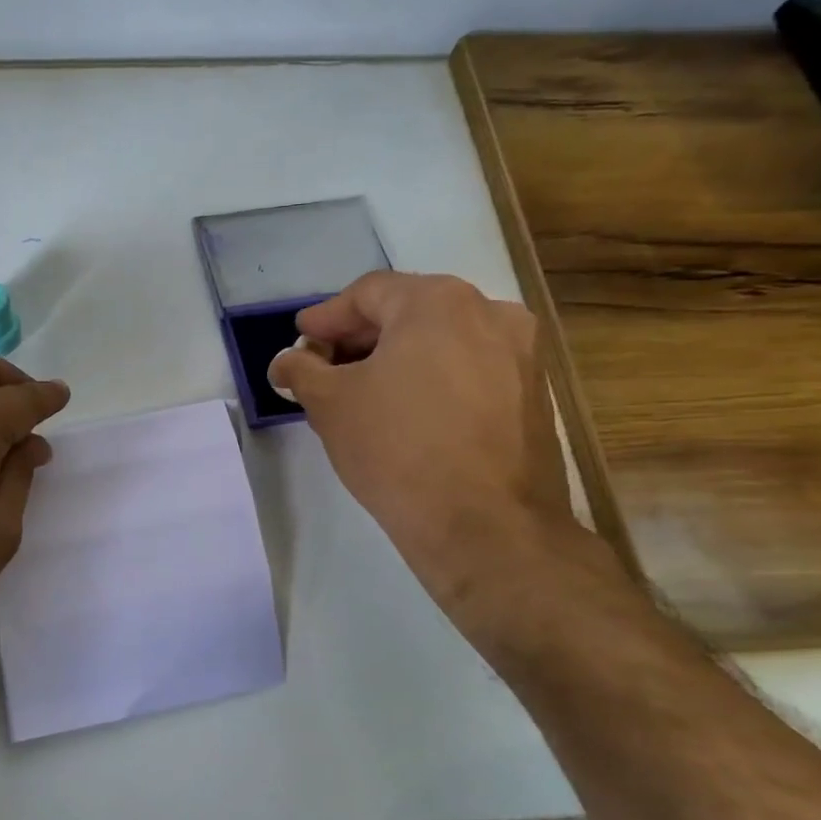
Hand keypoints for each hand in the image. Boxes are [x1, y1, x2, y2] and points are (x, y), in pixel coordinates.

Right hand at [268, 272, 579, 612]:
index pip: (368, 293)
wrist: (485, 525)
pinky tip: (405, 413)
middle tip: (323, 367)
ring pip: (441, 342)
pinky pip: (469, 370)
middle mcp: (489, 313)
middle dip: (359, 339)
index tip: (300, 341)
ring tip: (361, 393)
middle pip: (408, 312)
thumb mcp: (329, 404)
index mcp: (438, 302)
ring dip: (396, 359)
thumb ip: (301, 370)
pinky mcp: (533, 395)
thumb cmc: (396, 447)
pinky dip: (431, 380)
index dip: (326, 318)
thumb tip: (287, 362)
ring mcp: (521, 354)